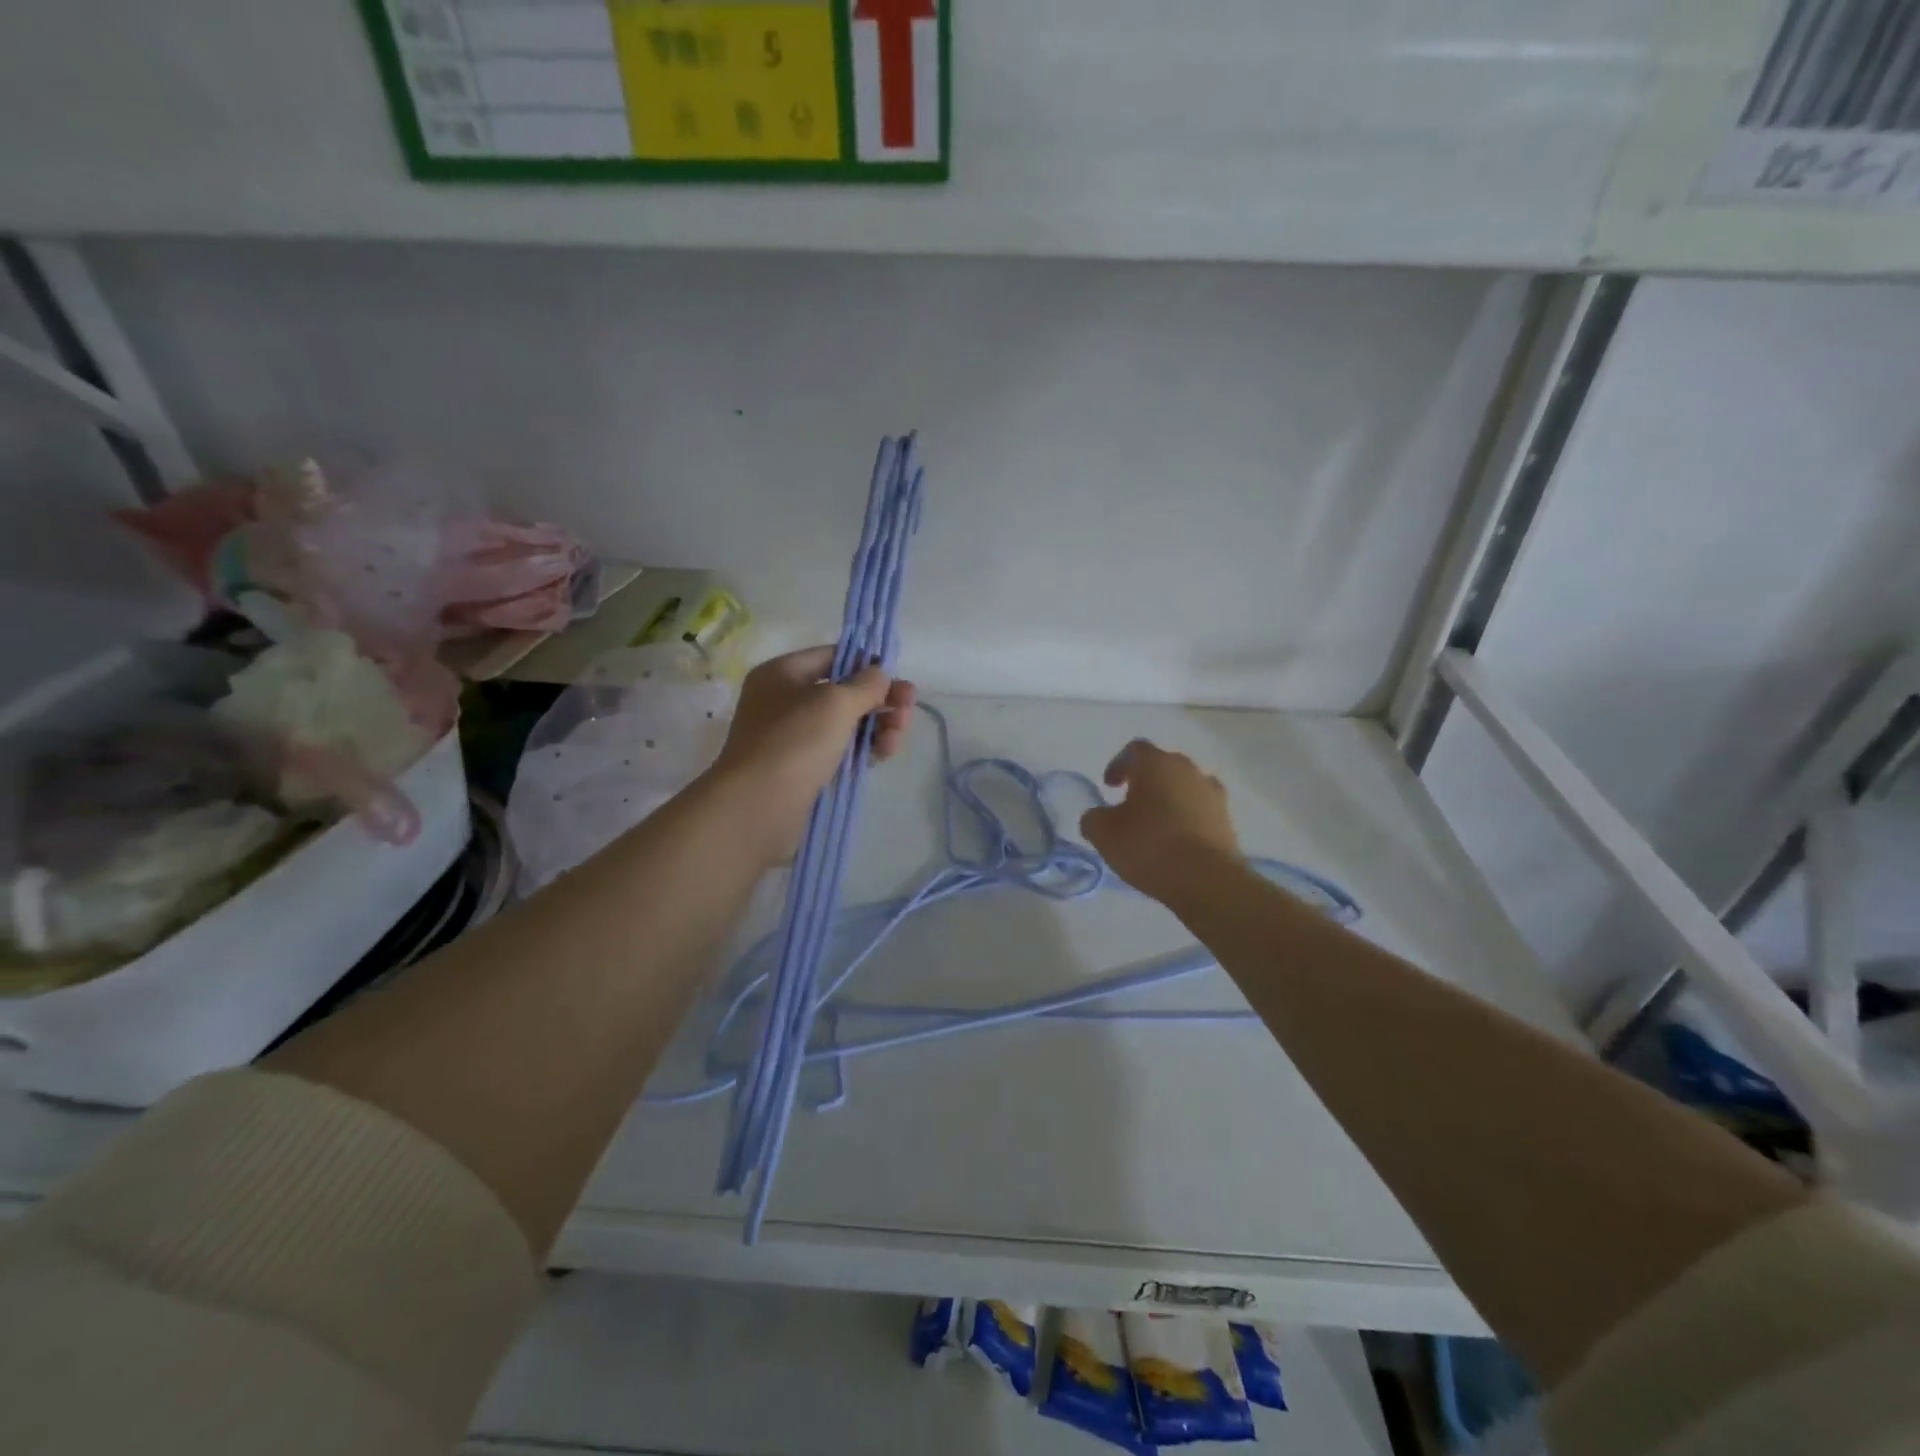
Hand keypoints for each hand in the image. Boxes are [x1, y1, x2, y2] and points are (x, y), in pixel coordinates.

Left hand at [708, 646, 915, 861]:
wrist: (758, 807)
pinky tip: (883, 754)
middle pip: (843, 692)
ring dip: (878, 726)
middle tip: (908, 710)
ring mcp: (793, 738)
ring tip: (897, 738)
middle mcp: (784, 702)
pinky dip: (864, 750)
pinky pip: (840, 751)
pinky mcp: (804, 769)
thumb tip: (880, 674)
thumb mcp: (836, 703)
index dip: (866, 663)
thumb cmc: (794, 742)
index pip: (832, 656)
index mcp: (782, 674)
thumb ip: (866, 684)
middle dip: (879, 699)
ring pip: (846, 724)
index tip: (896, 677)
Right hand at [1079, 739, 1239, 903]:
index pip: (1134, 750)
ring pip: (1184, 786)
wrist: (1206, 879)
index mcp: (1155, 764)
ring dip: (1169, 798)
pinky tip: (1178, 840)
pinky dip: (1188, 817)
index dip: (1118, 764)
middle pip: (1162, 765)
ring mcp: (1211, 792)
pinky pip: (1201, 809)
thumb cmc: (1149, 847)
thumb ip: (1094, 818)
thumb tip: (1098, 817)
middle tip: (1130, 804)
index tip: (1109, 786)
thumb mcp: (1103, 834)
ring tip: (1156, 824)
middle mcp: (1187, 769)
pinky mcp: (1227, 818)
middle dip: (1145, 780)